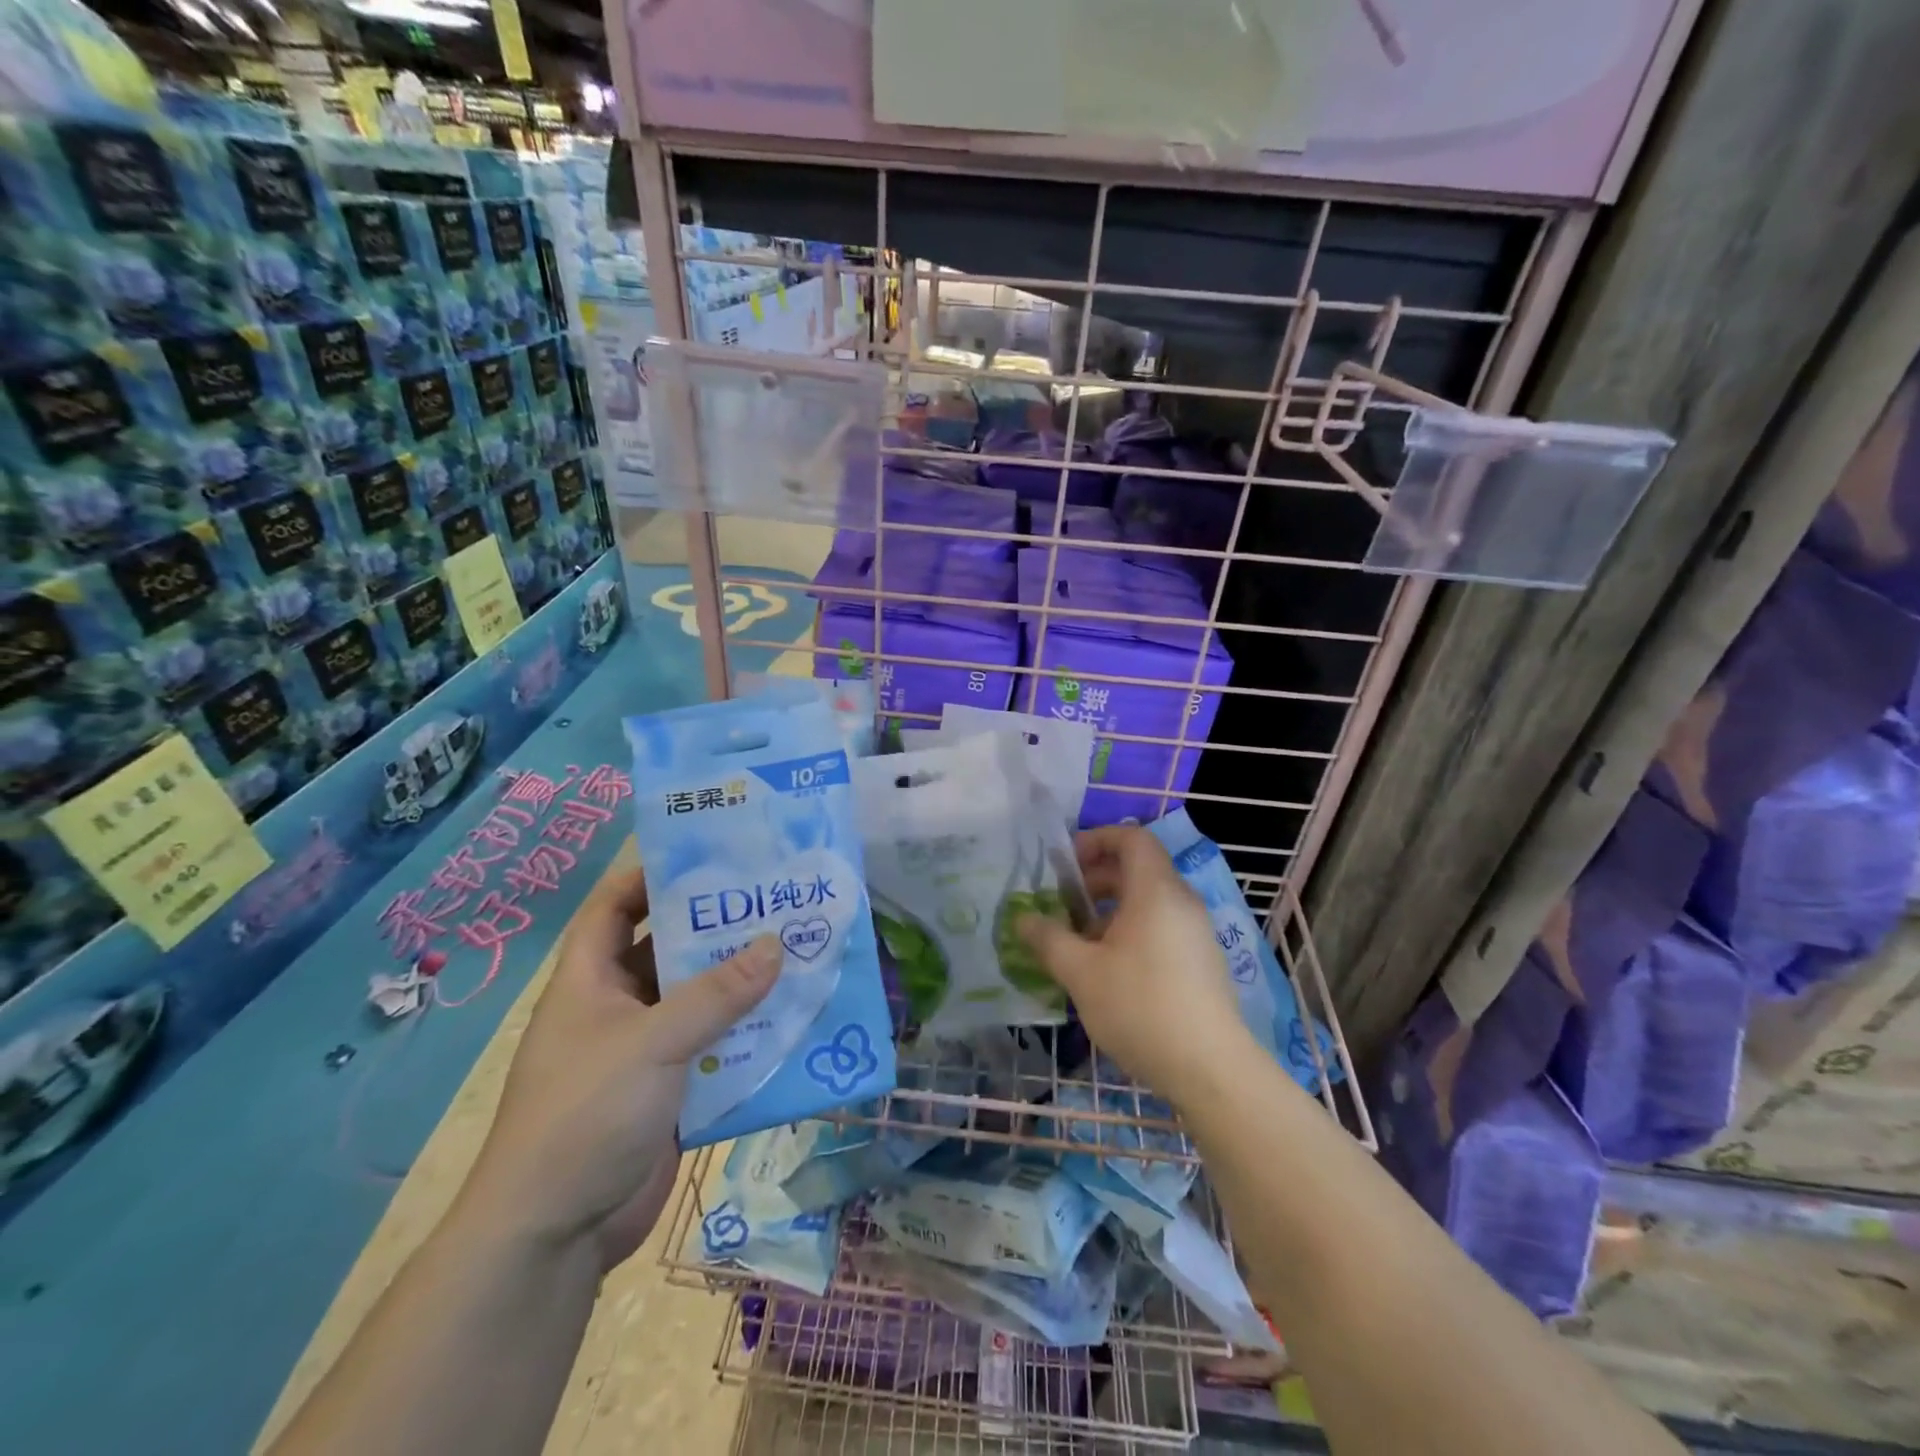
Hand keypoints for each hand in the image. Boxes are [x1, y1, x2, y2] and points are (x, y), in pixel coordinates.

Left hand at [459, 865, 780, 1271]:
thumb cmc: (585, 1114)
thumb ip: (716, 994)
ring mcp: (644, 1052)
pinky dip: (747, 1036)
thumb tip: (776, 944)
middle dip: (716, 929)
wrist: (555, 1236)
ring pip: (699, 1002)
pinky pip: (714, 1049)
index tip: (708, 855)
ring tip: (796, 951)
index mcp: (590, 981)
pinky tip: (791, 1020)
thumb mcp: (651, 1042)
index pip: (614, 907)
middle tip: (774, 901)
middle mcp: (617, 1007)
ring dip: (741, 984)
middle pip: (669, 951)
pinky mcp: (671, 1092)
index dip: (651, 876)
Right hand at [1018, 825, 1257, 1106]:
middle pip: (1138, 869)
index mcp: (1155, 891)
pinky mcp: (1201, 962)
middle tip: (1063, 905)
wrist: (1211, 1069)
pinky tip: (1109, 972)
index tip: (1066, 864)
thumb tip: (1023, 919)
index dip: (1097, 839)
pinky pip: (1161, 927)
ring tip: (1079, 943)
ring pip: (1148, 902)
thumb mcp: (1081, 972)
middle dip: (1095, 880)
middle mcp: (1181, 902)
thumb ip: (1048, 939)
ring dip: (1110, 911)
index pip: (1132, 838)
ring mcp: (1196, 932)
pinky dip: (1131, 932)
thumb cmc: (1141, 1007)